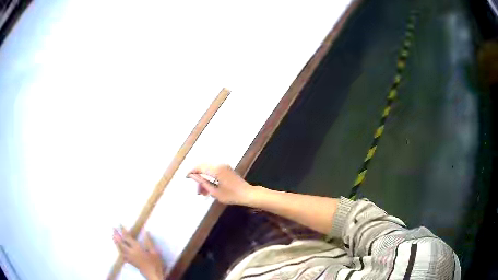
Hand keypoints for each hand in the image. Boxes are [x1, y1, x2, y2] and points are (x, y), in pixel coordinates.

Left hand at [113, 226, 165, 279]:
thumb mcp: (155, 252)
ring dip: (116, 241)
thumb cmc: (155, 263)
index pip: (128, 237)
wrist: (153, 275)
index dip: (123, 230)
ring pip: (120, 248)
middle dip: (116, 235)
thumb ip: (149, 242)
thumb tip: (146, 231)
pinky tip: (118, 249)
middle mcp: (131, 252)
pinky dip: (119, 250)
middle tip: (113, 228)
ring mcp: (129, 257)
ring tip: (113, 236)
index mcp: (137, 248)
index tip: (119, 224)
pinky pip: (122, 254)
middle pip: (121, 242)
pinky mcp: (130, 262)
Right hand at [186, 163, 259, 205]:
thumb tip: (192, 176)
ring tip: (203, 192)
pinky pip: (214, 170)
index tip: (186, 177)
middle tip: (197, 190)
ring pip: (208, 169)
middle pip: (203, 167)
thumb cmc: (231, 195)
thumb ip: (202, 182)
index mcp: (216, 170)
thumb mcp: (215, 192)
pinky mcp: (226, 169)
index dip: (191, 172)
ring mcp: (224, 166)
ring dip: (204, 179)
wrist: (247, 194)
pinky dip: (209, 178)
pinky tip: (209, 188)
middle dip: (198, 177)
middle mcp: (219, 165)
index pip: (199, 167)